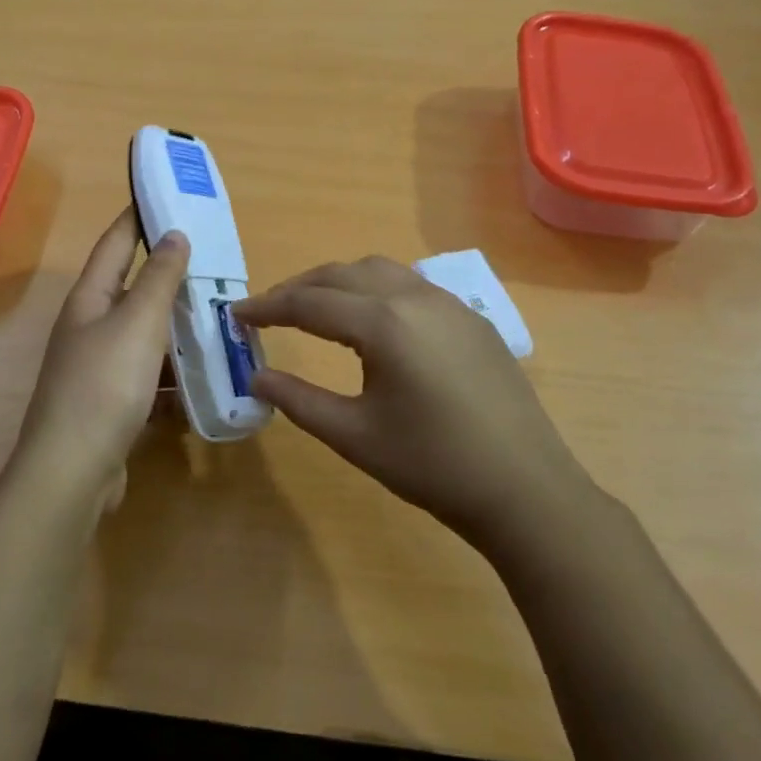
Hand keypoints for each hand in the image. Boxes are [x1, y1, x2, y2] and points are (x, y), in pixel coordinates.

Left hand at [16, 209, 188, 496]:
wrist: (73, 470)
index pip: (115, 243)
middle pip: (129, 287)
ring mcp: (97, 367)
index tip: (165, 194)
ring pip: (143, 332)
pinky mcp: (110, 402)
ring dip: (175, 322)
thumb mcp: (137, 323)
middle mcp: (88, 327)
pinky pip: (148, 373)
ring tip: (217, 311)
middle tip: (210, 255)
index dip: (138, 216)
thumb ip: (158, 278)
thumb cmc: (104, 385)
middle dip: (166, 270)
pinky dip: (173, 368)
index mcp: (89, 299)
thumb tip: (174, 234)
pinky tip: (204, 372)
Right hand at [234, 257, 595, 552]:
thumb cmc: (432, 465)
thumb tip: (257, 375)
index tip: (235, 315)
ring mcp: (449, 304)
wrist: (525, 489)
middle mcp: (415, 297)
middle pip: (341, 274)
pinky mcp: (472, 319)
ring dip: (338, 282)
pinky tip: (372, 321)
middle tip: (267, 312)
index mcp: (383, 323)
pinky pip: (411, 285)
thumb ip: (298, 399)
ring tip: (314, 309)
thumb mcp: (353, 435)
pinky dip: (375, 289)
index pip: (309, 302)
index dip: (267, 308)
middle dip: (298, 287)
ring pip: (380, 270)